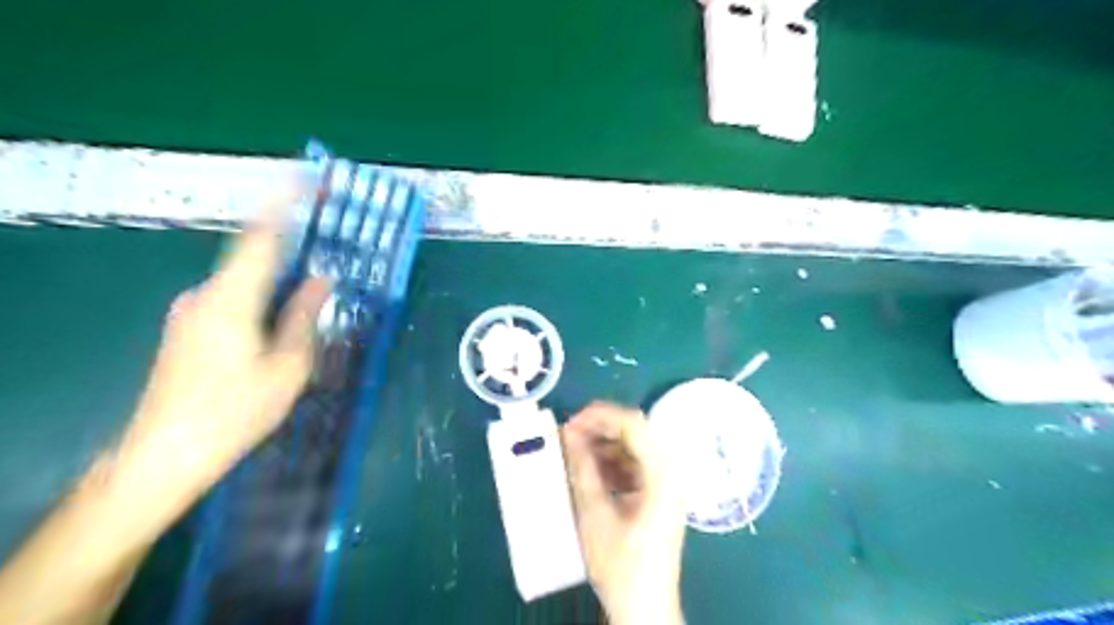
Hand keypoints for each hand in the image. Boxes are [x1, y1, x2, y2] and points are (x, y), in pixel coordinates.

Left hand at [112, 196, 328, 531]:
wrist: (163, 455)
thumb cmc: (235, 411)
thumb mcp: (288, 366)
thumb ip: (304, 316)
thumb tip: (322, 279)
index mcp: (231, 298)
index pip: (260, 236)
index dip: (283, 203)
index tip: (305, 177)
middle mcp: (205, 294)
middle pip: (253, 256)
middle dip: (290, 246)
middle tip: (326, 245)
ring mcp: (191, 312)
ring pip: (244, 280)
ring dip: (278, 277)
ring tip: (311, 289)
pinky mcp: (187, 329)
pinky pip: (233, 297)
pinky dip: (262, 295)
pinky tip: (280, 319)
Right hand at [567, 404, 687, 621]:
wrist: (643, 607)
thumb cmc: (622, 565)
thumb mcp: (595, 515)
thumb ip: (583, 470)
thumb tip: (569, 435)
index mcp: (662, 474)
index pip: (634, 425)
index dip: (601, 417)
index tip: (571, 422)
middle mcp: (669, 472)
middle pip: (635, 433)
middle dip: (599, 429)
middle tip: (568, 434)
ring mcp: (665, 483)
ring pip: (632, 448)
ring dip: (603, 446)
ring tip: (573, 451)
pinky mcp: (656, 495)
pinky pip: (633, 466)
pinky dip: (610, 463)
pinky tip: (588, 471)